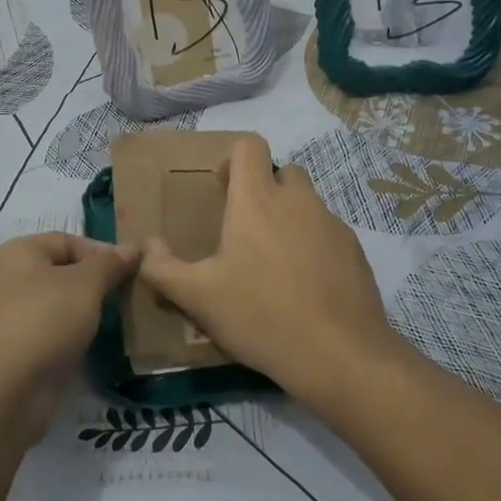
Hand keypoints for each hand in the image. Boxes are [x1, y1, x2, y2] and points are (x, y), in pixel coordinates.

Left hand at [0, 232, 138, 435]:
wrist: (1, 392)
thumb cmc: (43, 321)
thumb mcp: (85, 284)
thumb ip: (109, 264)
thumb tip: (132, 248)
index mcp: (19, 252)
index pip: (68, 240)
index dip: (101, 251)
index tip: (132, 271)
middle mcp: (9, 279)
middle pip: (62, 272)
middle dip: (96, 283)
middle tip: (127, 296)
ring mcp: (9, 317)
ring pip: (57, 305)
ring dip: (85, 312)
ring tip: (117, 320)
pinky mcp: (14, 351)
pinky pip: (51, 334)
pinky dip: (71, 337)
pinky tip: (92, 345)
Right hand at [138, 134, 396, 402]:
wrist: (339, 354)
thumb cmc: (260, 316)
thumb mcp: (198, 298)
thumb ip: (162, 269)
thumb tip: (145, 246)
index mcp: (257, 200)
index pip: (250, 145)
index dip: (234, 159)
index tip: (223, 190)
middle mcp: (298, 200)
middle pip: (283, 172)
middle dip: (265, 189)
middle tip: (247, 230)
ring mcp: (331, 223)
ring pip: (308, 203)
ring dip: (290, 218)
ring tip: (275, 264)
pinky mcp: (355, 249)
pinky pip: (328, 232)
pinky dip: (315, 245)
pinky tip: (306, 286)